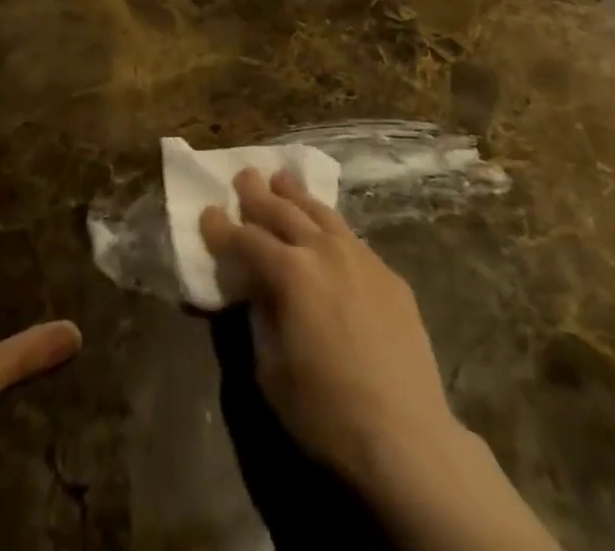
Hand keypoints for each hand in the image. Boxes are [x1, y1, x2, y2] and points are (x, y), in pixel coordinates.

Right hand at [199, 167, 456, 490]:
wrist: (407, 437)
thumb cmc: (328, 412)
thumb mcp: (271, 372)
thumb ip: (260, 319)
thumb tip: (257, 290)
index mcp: (290, 273)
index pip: (246, 240)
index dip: (222, 228)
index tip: (207, 213)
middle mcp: (323, 251)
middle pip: (284, 212)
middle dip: (258, 194)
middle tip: (244, 176)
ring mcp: (361, 258)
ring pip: (321, 213)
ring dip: (296, 195)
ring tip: (282, 179)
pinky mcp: (388, 275)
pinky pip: (350, 238)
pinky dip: (329, 226)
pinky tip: (326, 229)